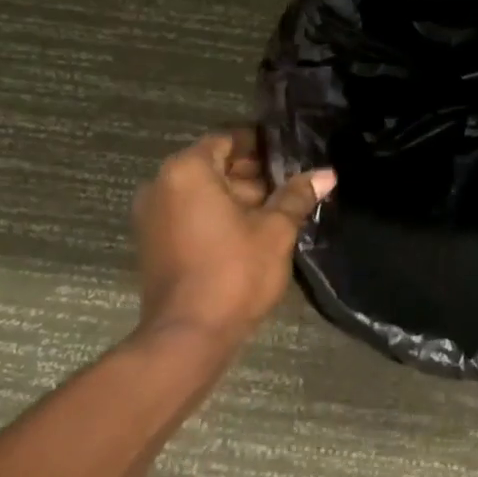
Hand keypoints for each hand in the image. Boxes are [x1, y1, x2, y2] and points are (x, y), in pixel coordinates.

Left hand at [134, 130, 335, 348]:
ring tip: (277, 212)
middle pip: (212, 165)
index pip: (227, 140)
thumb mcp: (275, 230)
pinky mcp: (153, 243)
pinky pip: (188, 214)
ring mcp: (151, 216)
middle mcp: (161, 185)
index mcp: (187, 171)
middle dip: (251, 175)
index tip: (290, 157)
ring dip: (236, 197)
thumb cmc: (234, 272)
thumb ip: (297, 196)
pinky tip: (251, 233)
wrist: (188, 336)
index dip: (260, 146)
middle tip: (290, 187)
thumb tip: (326, 174)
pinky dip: (216, 216)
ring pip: (201, 192)